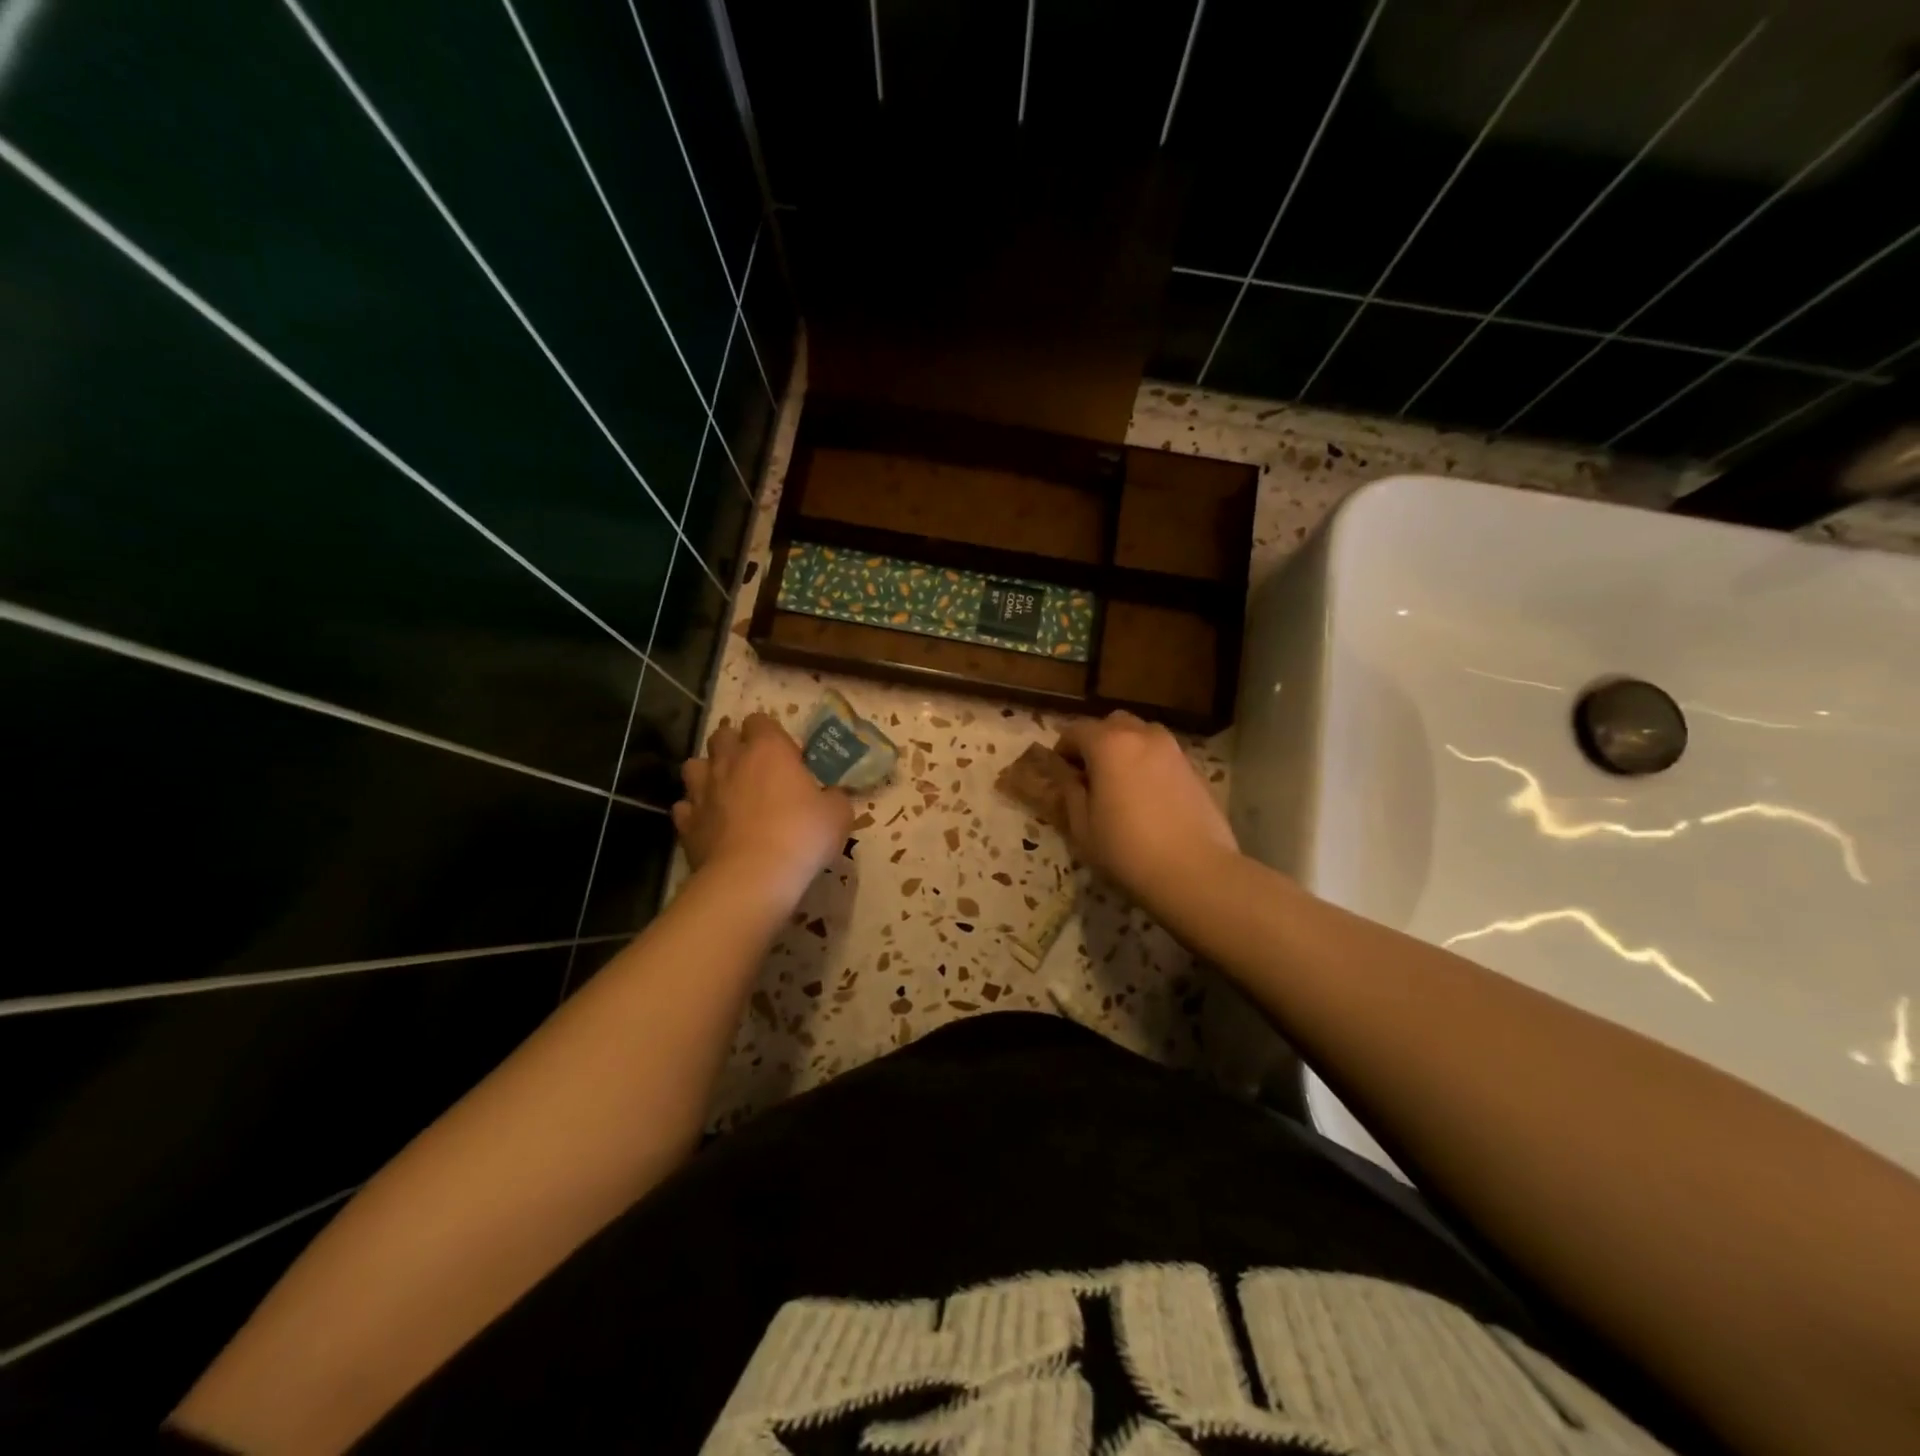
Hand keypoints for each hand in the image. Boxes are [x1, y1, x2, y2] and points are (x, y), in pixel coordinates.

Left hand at [674, 713, 852, 910]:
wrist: (752, 877)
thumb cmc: (801, 835)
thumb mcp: (838, 814)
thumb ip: (833, 797)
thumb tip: (830, 796)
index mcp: (768, 749)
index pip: (760, 721)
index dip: (771, 734)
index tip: (786, 756)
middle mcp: (730, 761)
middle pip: (722, 736)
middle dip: (734, 746)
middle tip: (754, 770)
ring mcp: (702, 791)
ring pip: (694, 766)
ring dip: (708, 773)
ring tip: (725, 792)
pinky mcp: (686, 822)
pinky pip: (685, 806)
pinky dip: (695, 811)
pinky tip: (710, 824)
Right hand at [1050, 711, 1238, 906]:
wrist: (1195, 871)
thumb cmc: (1127, 850)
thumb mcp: (1083, 826)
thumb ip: (1069, 790)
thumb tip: (1063, 771)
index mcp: (1109, 744)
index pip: (1076, 730)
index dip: (1063, 748)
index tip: (1060, 772)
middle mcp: (1142, 735)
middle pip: (1112, 723)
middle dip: (1096, 740)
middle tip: (1089, 773)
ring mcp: (1173, 749)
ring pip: (1142, 734)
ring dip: (1126, 747)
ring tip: (1121, 781)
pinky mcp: (1194, 768)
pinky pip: (1163, 754)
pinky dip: (1149, 762)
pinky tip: (1148, 795)